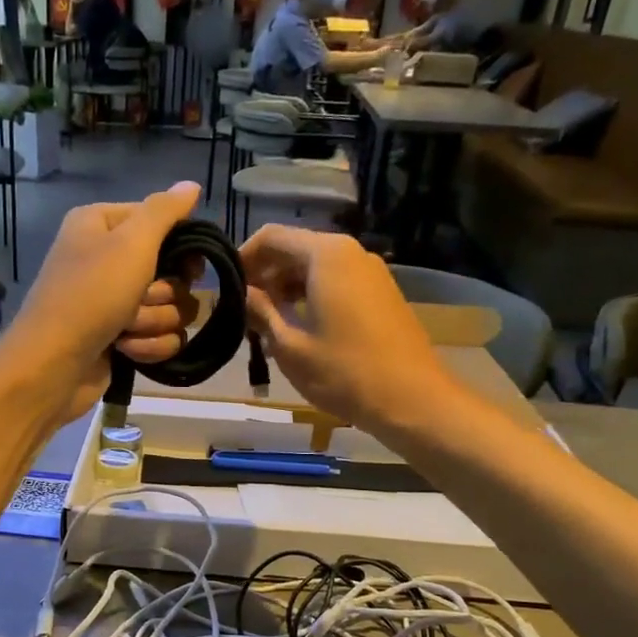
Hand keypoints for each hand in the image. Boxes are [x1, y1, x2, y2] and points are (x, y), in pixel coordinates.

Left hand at [0, 181, 201, 421]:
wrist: (54, 365)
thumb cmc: (90, 295)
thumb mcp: (130, 242)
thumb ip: (165, 212)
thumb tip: (191, 185)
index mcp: (102, 225)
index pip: (163, 223)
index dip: (181, 247)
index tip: (188, 266)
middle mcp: (108, 259)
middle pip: (173, 271)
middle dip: (163, 294)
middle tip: (139, 300)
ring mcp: (116, 302)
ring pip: (172, 308)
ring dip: (153, 322)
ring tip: (124, 330)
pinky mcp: (123, 338)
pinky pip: (161, 338)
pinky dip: (147, 346)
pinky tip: (124, 350)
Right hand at [240, 225, 463, 430]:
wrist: (413, 400)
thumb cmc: (344, 372)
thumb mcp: (290, 346)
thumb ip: (260, 312)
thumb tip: (240, 293)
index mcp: (326, 255)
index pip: (271, 237)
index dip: (242, 258)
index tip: (224, 288)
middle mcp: (350, 253)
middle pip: (295, 249)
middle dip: (265, 276)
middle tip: (242, 311)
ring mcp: (370, 273)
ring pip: (315, 268)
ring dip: (286, 290)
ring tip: (265, 326)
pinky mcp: (381, 295)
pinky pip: (336, 283)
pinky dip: (311, 298)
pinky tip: (298, 331)